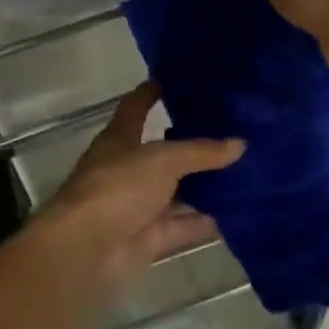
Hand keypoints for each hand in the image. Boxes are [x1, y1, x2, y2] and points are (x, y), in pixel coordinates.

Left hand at [29, 83, 243, 314]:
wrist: (86, 250)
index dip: (152, 92)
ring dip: (202, 184)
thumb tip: (240, 143)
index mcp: (119, 139)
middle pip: (162, 151)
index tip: (176, 78)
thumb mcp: (162, 160)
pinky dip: (204, 220)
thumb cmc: (116, 188)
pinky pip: (182, 225)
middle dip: (190, 141)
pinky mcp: (148, 237)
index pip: (136, 107)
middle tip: (229, 126)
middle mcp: (127, 169)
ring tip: (242, 167)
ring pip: (175, 190)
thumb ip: (200, 152)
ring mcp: (137, 205)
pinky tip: (236, 212)